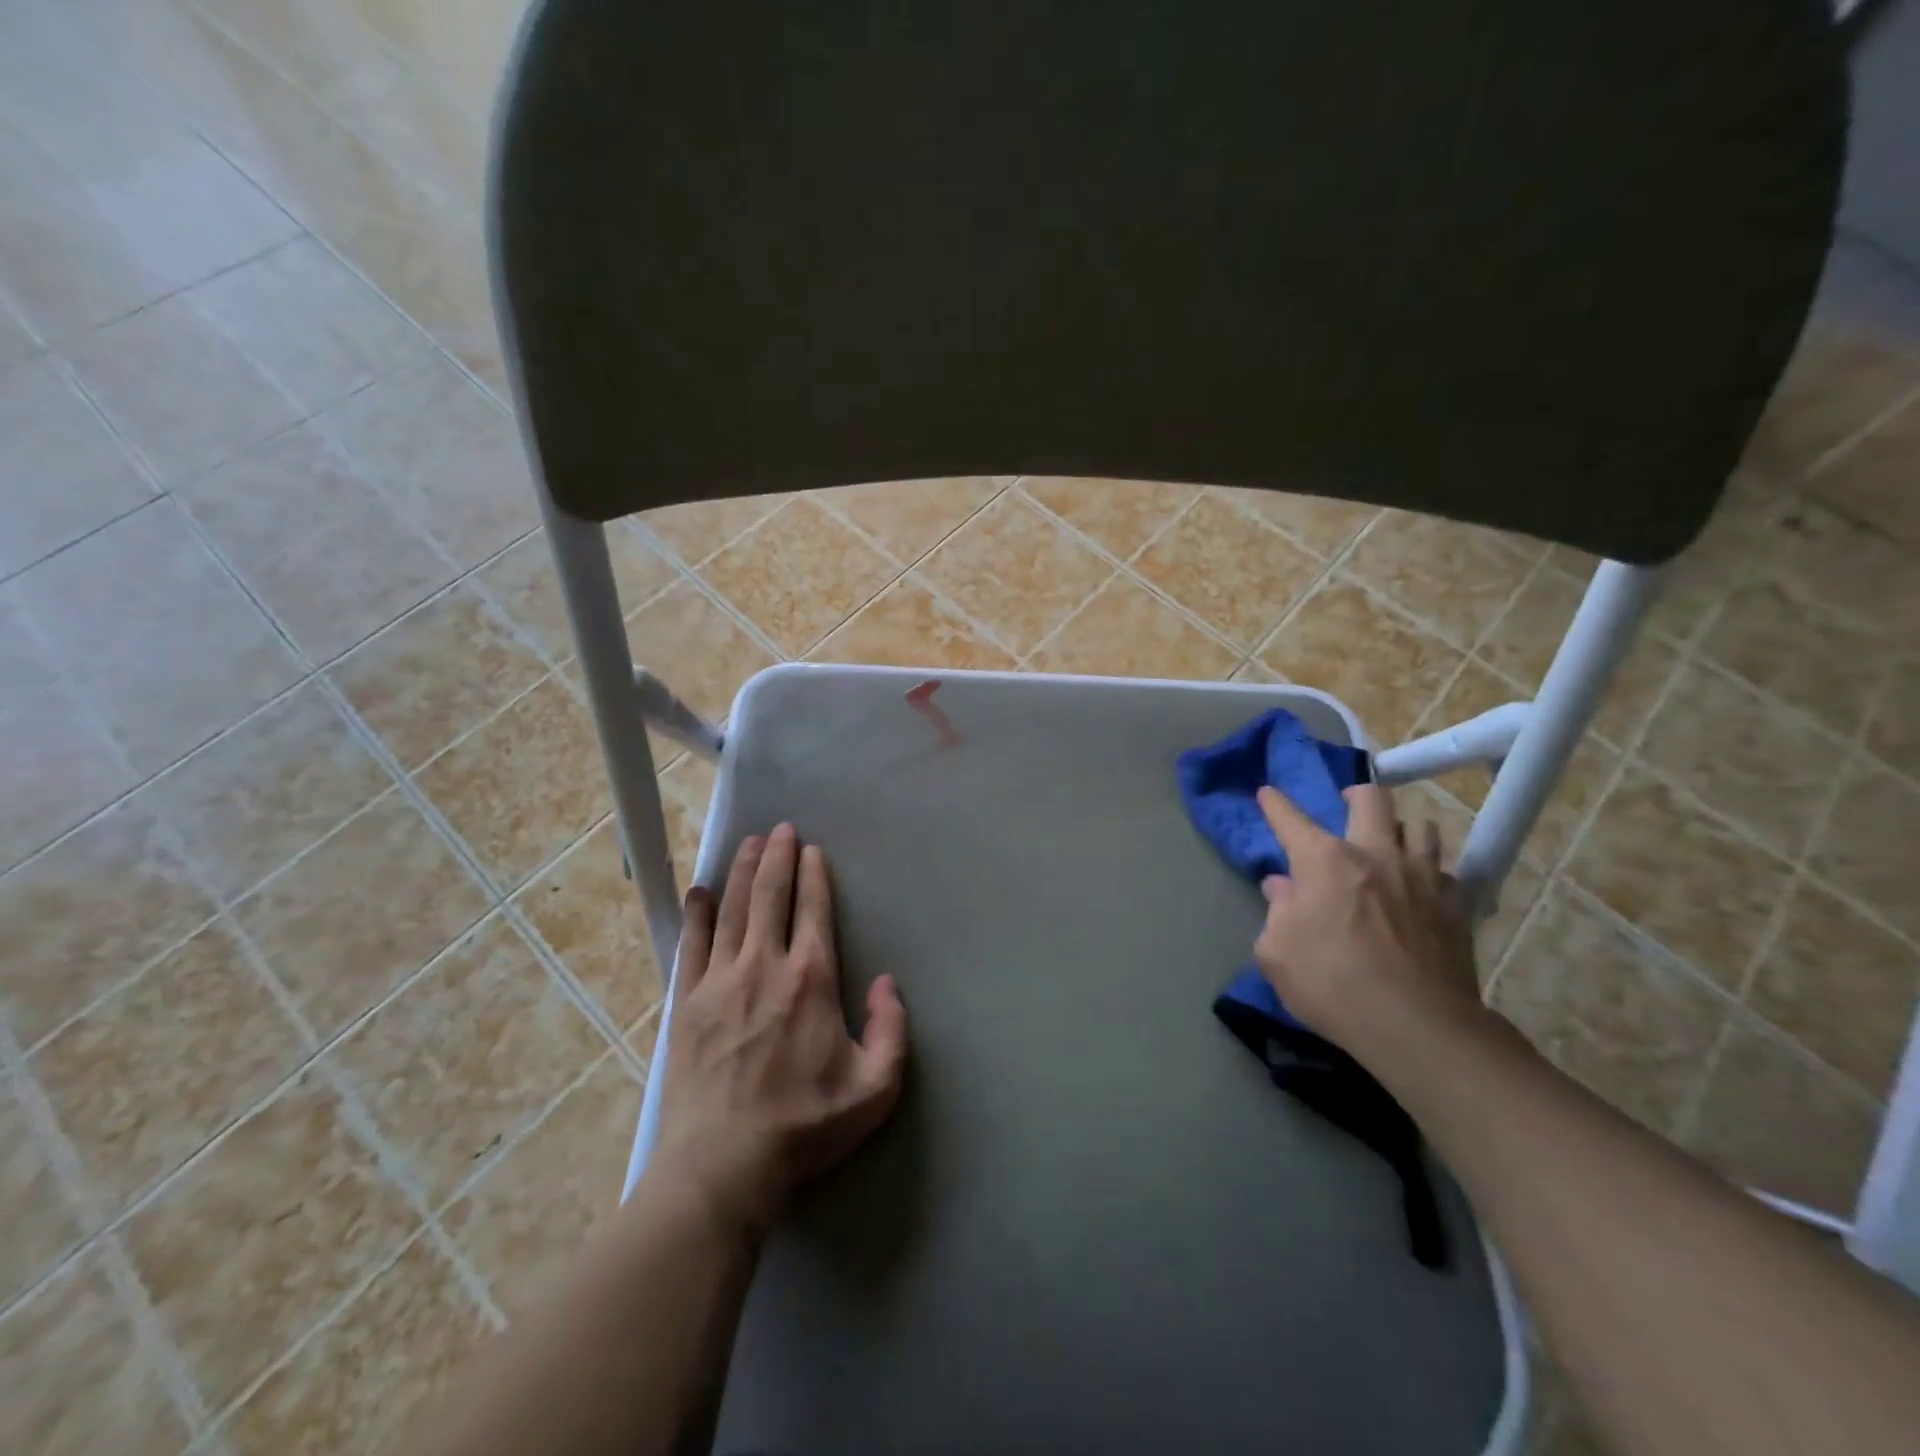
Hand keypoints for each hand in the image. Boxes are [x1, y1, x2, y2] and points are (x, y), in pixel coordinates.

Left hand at [652, 823, 908, 1238]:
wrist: (723, 1165)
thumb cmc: (805, 1125)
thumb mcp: (875, 1088)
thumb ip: (892, 1030)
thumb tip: (887, 983)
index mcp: (811, 978)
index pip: (813, 909)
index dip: (813, 874)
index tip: (812, 850)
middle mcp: (765, 964)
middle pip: (770, 895)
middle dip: (777, 857)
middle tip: (781, 829)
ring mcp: (720, 980)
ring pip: (733, 909)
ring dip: (743, 871)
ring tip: (749, 843)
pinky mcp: (688, 1002)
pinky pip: (692, 944)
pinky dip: (698, 914)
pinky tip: (701, 892)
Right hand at [1252, 782, 1482, 1059]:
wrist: (1417, 1027)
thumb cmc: (1331, 984)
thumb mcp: (1277, 952)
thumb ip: (1278, 911)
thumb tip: (1283, 888)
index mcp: (1324, 860)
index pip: (1291, 819)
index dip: (1274, 804)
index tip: (1267, 793)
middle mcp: (1376, 855)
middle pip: (1373, 800)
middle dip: (1355, 795)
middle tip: (1347, 805)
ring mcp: (1422, 877)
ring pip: (1420, 827)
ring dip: (1401, 831)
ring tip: (1391, 846)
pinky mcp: (1456, 907)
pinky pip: (1445, 872)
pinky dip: (1429, 873)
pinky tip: (1421, 891)